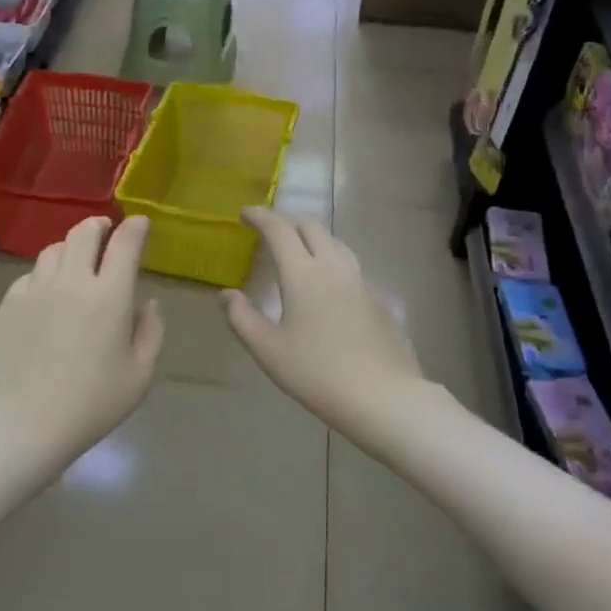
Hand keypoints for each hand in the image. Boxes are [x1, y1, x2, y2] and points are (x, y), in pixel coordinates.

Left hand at [0, 216, 164, 469]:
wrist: (21, 423)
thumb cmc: (90, 405)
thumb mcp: (139, 375)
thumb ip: (151, 332)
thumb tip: (148, 303)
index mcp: (109, 296)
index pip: (124, 244)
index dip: (135, 228)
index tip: (140, 222)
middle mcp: (71, 282)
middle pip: (83, 233)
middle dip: (98, 225)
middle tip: (105, 230)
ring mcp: (34, 290)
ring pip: (52, 250)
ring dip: (69, 248)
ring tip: (75, 261)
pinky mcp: (7, 304)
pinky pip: (29, 276)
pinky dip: (43, 276)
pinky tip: (46, 295)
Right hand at [224, 208, 425, 437]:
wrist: (384, 396)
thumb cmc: (317, 373)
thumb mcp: (268, 350)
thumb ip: (242, 318)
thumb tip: (226, 295)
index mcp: (303, 274)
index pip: (279, 230)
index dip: (261, 217)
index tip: (245, 213)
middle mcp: (334, 268)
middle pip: (312, 228)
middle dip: (287, 222)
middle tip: (269, 233)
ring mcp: (361, 282)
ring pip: (335, 244)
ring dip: (312, 239)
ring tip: (298, 253)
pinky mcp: (378, 300)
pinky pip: (350, 267)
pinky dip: (331, 263)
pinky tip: (326, 287)